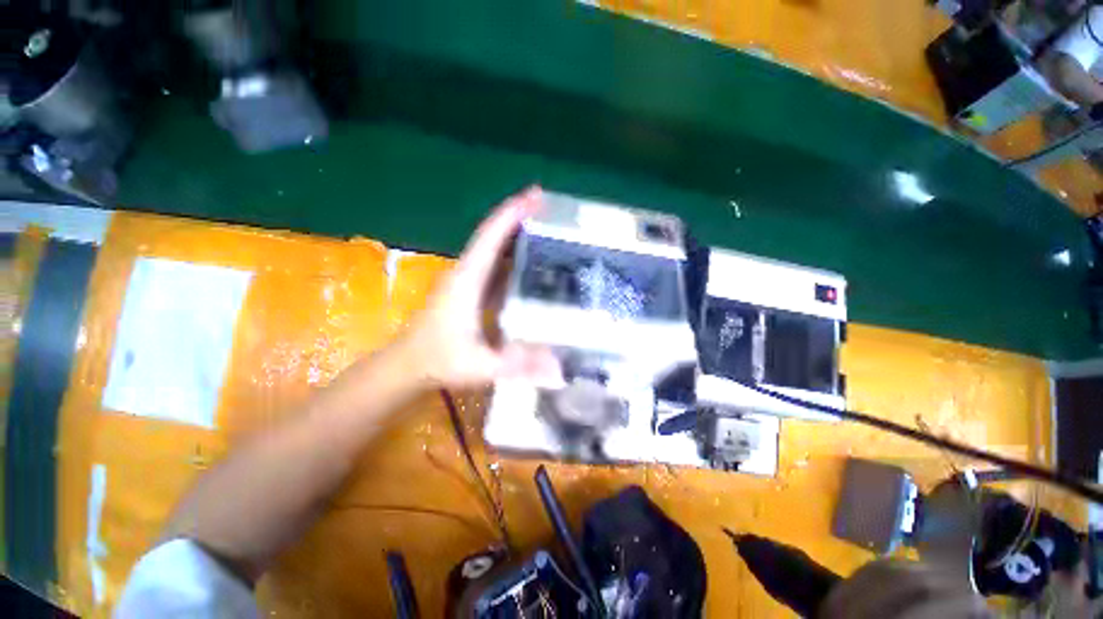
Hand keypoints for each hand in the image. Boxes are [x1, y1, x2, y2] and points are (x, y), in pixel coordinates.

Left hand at [399, 186, 561, 389]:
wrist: (407, 365)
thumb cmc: (438, 361)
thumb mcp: (479, 366)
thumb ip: (516, 366)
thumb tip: (559, 369)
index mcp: (467, 280)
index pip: (489, 238)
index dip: (511, 214)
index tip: (535, 196)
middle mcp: (466, 273)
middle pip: (492, 235)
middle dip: (518, 215)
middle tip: (548, 204)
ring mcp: (467, 280)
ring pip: (492, 247)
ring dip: (514, 231)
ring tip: (543, 223)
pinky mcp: (469, 289)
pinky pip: (493, 263)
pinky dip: (510, 252)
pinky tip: (529, 257)